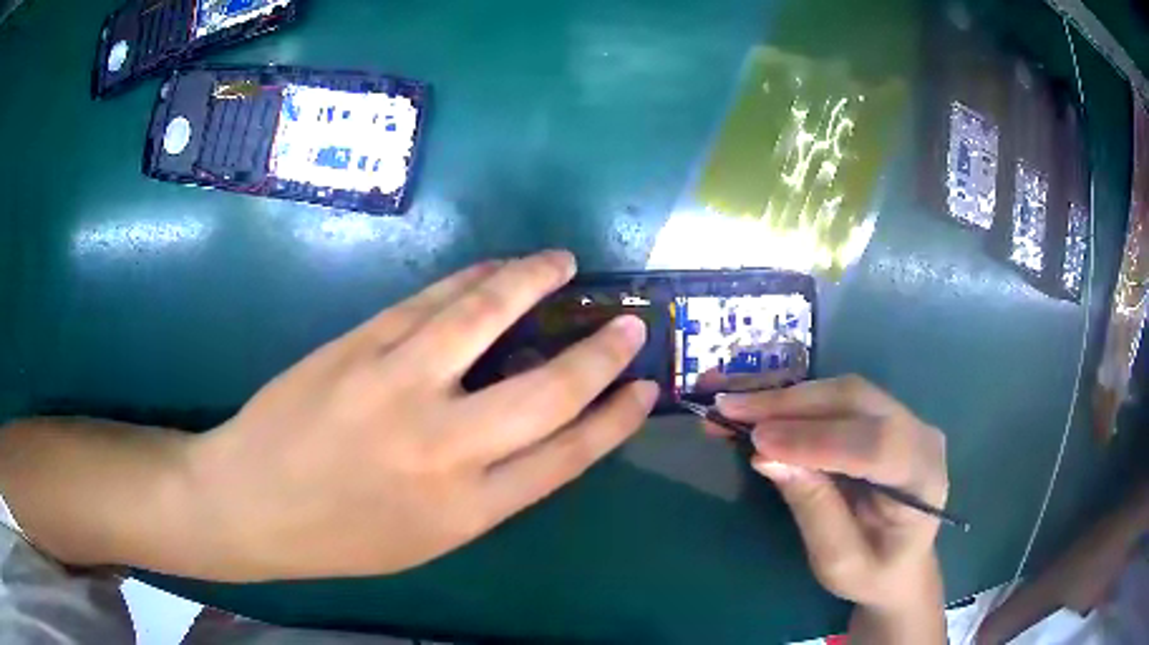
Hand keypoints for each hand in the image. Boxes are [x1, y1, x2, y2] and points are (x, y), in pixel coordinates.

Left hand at [183, 250, 657, 580]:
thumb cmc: (339, 535)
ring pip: (485, 316)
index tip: (646, 387)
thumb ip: (486, 488)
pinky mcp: (359, 345)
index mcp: (467, 509)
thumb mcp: (427, 538)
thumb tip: (532, 432)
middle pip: (548, 389)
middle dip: (601, 353)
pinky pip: (430, 301)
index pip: (568, 454)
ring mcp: (397, 385)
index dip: (616, 418)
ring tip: (562, 262)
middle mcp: (444, 446)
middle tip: (631, 322)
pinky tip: (496, 267)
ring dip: (534, 281)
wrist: (251, 503)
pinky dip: (472, 278)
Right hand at [711, 376, 947, 640]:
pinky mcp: (882, 415)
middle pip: (857, 402)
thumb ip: (813, 509)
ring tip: (733, 406)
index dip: (817, 440)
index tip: (757, 441)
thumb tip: (767, 457)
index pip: (876, 445)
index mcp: (923, 478)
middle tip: (729, 410)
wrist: (900, 564)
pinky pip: (837, 397)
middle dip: (790, 405)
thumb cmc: (873, 573)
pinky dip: (793, 401)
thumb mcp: (839, 560)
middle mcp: (920, 433)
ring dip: (785, 398)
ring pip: (843, 391)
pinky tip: (759, 407)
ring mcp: (904, 417)